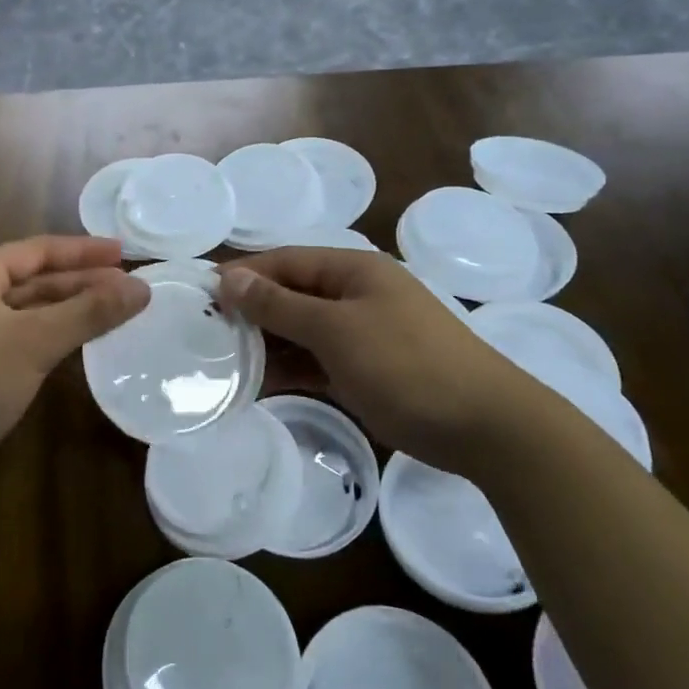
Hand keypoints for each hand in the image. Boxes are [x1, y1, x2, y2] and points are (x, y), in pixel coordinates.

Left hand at [0, 236, 149, 506]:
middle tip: (127, 285)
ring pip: (27, 311)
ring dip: (68, 310)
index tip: (124, 252)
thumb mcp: (34, 342)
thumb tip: (141, 288)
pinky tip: (78, 343)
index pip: (37, 250)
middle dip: (80, 281)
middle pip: (33, 279)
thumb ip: (88, 313)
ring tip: (113, 310)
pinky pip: (19, 337)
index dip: (82, 250)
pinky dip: (50, 336)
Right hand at [219, 248, 537, 456]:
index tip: (201, 294)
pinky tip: (260, 384)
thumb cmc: (406, 364)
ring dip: (268, 344)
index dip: (243, 274)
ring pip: (302, 330)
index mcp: (353, 270)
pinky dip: (292, 369)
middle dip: (251, 312)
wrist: (486, 427)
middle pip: (292, 294)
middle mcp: (356, 294)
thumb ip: (279, 305)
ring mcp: (364, 333)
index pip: (285, 261)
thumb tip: (230, 277)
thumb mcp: (335, 330)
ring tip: (224, 363)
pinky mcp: (368, 369)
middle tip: (206, 334)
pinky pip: (318, 360)